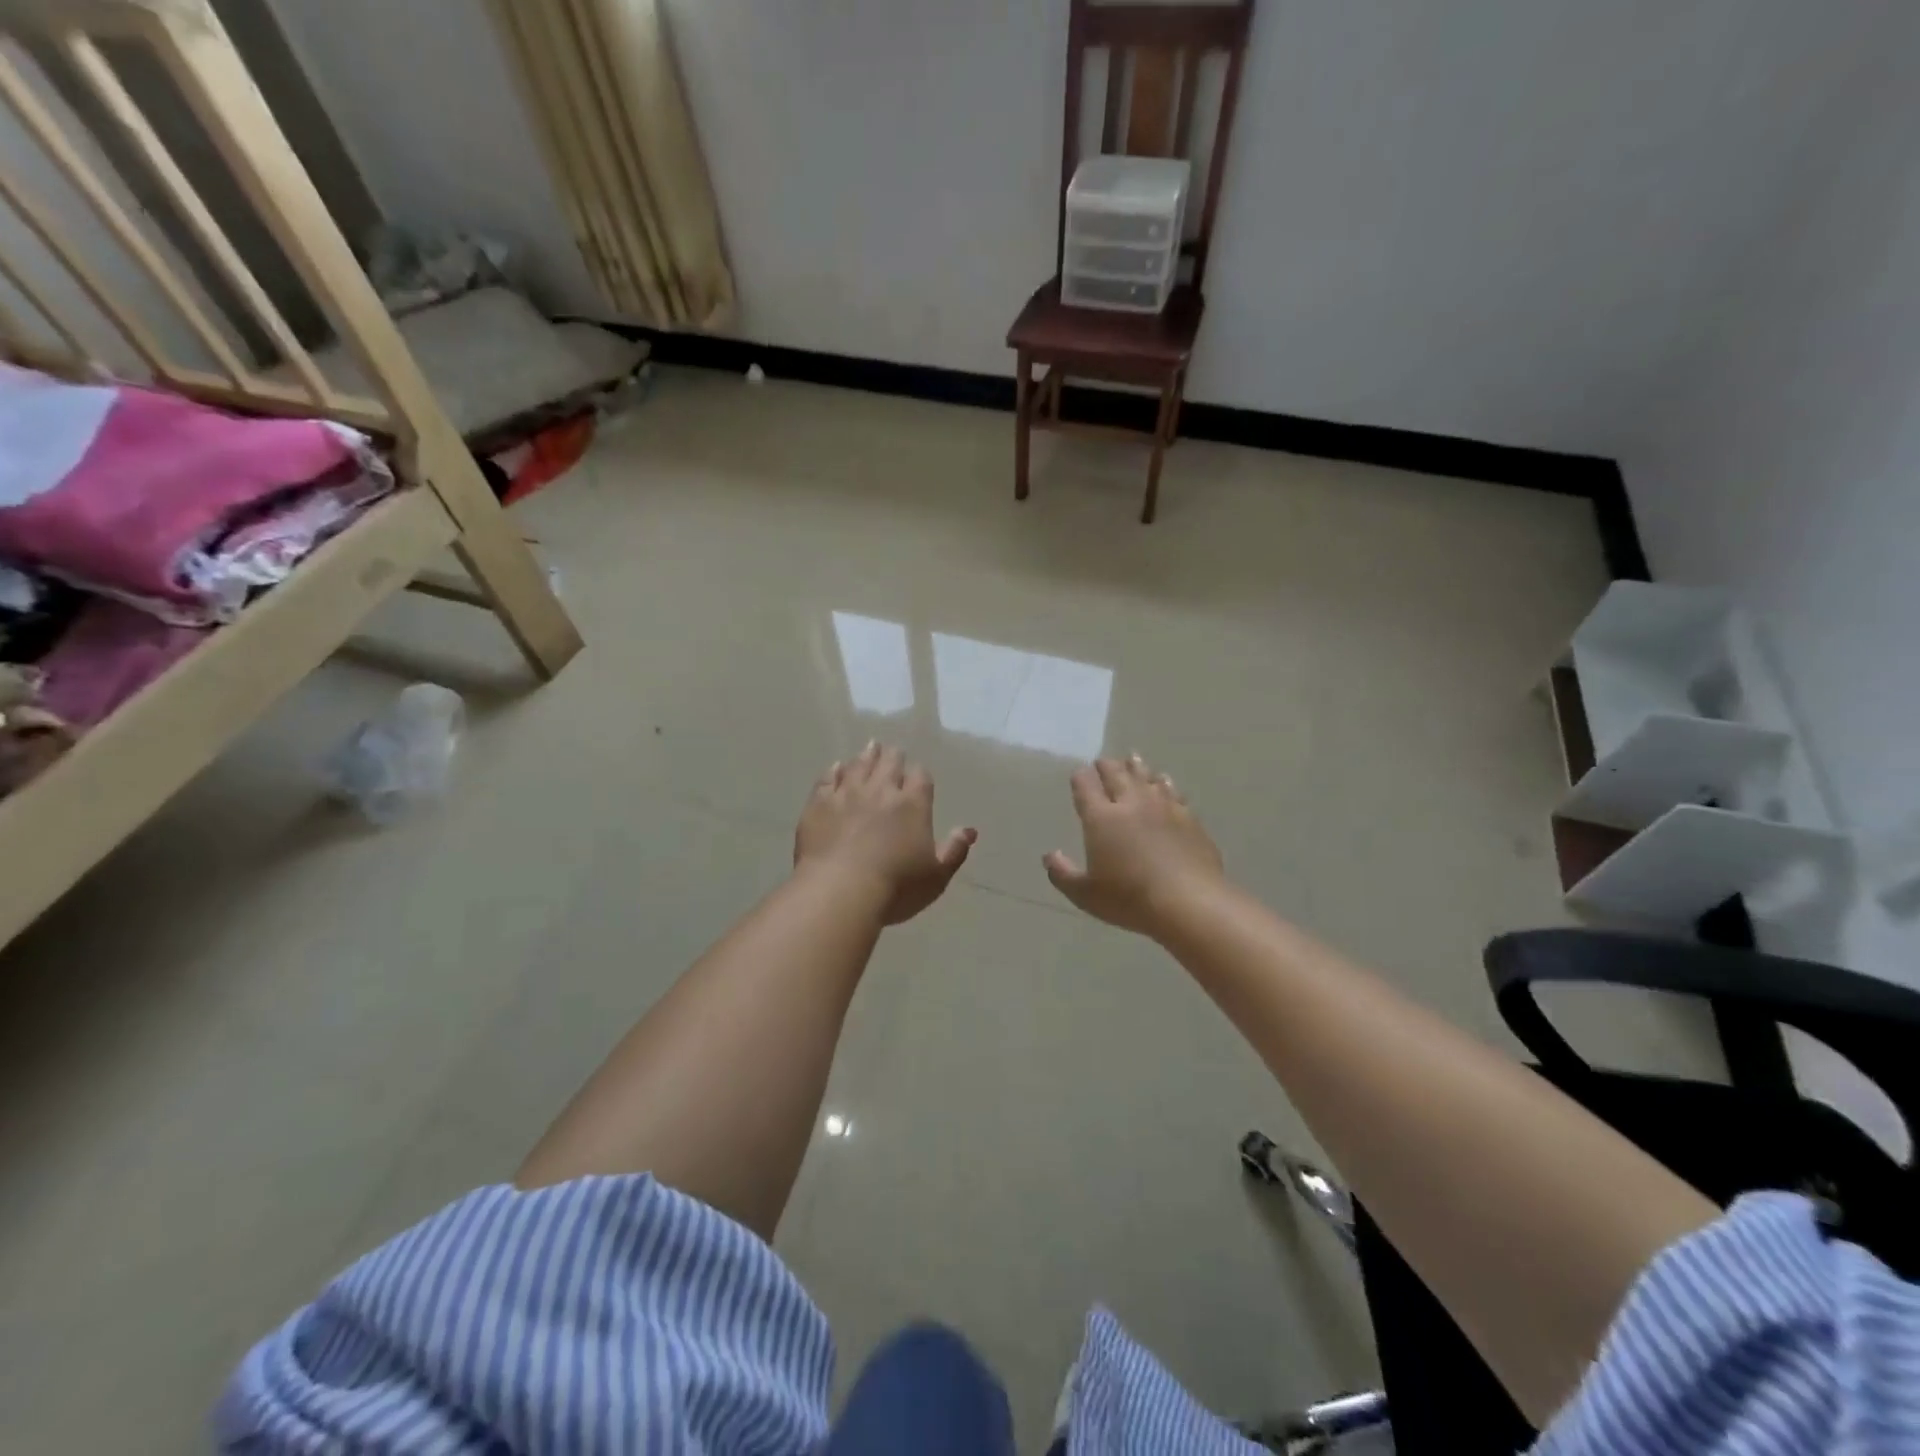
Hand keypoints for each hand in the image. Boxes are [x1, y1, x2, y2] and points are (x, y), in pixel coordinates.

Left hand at [795, 742, 976, 924]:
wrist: (839, 891)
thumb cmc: (895, 888)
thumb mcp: (936, 876)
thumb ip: (955, 850)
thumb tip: (969, 830)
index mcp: (913, 805)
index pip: (921, 777)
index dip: (920, 774)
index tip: (918, 775)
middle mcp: (881, 791)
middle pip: (889, 763)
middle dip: (894, 757)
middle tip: (893, 752)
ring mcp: (847, 794)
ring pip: (859, 765)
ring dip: (867, 755)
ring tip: (870, 747)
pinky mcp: (819, 803)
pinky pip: (827, 779)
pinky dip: (834, 771)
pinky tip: (836, 767)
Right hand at [1044, 754, 1225, 936]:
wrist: (1189, 902)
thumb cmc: (1130, 899)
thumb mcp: (1085, 895)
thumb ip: (1062, 873)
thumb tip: (1049, 855)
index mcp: (1101, 818)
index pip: (1086, 786)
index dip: (1080, 778)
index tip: (1079, 775)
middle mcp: (1131, 803)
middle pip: (1116, 774)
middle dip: (1106, 766)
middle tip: (1103, 762)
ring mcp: (1163, 807)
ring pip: (1146, 777)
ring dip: (1136, 767)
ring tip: (1132, 759)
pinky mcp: (1188, 817)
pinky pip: (1173, 791)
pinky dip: (1164, 783)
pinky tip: (1164, 783)